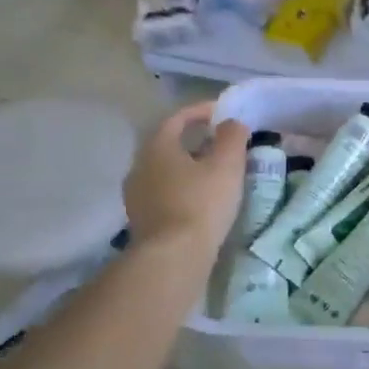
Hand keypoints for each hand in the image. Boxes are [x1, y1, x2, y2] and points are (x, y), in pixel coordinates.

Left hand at [124, 101, 250, 254]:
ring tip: (214, 173)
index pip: (177, 118)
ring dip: (188, 167)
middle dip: (194, 141)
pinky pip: (164, 193)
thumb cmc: (201, 203)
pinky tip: (200, 200)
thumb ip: (232, 136)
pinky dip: (182, 188)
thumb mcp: (227, 165)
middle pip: (168, 144)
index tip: (222, 112)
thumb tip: (231, 122)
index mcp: (157, 147)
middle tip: (220, 144)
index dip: (200, 111)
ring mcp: (136, 195)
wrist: (173, 257)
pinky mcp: (141, 220)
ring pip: (165, 171)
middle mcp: (139, 166)